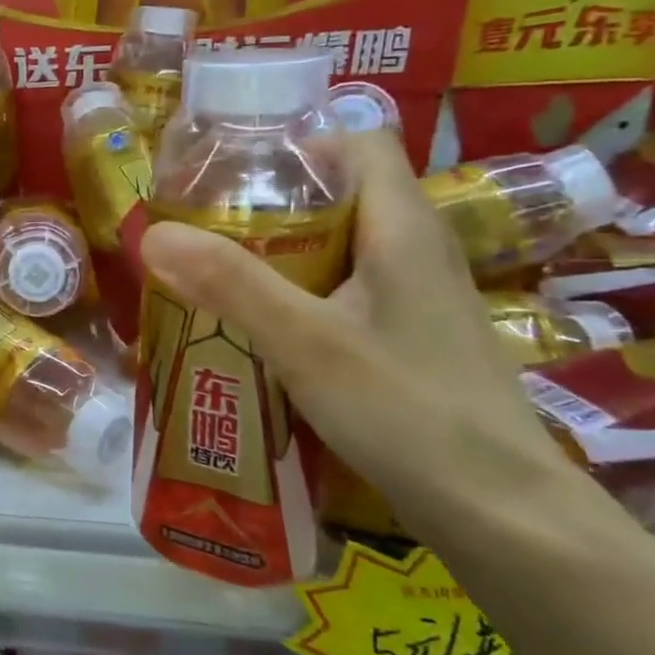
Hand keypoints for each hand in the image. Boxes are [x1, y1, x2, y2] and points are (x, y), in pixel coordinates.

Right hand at [138, 129, 589, 540]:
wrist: (501, 513)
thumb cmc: (409, 411)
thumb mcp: (306, 342)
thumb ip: (230, 283)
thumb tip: (152, 233)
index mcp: (403, 226)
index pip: (356, 141)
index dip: (295, 142)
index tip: (229, 171)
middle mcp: (416, 249)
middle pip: (338, 193)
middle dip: (266, 203)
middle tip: (202, 227)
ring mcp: (415, 297)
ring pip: (337, 246)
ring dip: (276, 253)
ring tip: (213, 273)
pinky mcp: (407, 337)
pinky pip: (342, 290)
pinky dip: (296, 294)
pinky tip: (258, 327)